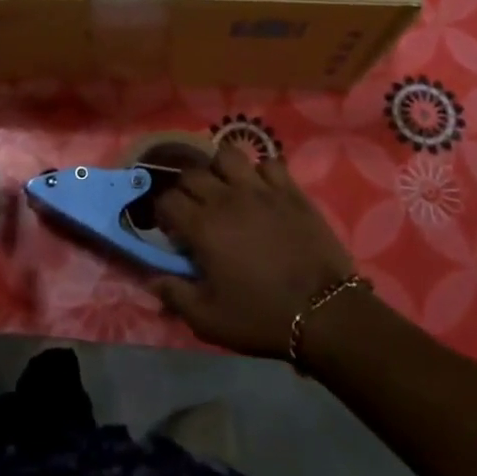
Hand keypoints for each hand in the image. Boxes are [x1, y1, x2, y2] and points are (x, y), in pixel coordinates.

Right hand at [151, 144, 356, 359]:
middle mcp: (226, 198)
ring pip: (227, 155)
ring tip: (226, 189)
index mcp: (202, 227)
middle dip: (186, 190)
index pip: (167, 200)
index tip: (172, 230)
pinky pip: (269, 163)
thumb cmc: (262, 317)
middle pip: (191, 173)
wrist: (325, 313)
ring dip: (220, 169)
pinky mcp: (290, 190)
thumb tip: (151, 279)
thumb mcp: (209, 320)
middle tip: (195, 210)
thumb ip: (175, 295)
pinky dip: (261, 172)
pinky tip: (262, 190)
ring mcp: (260, 189)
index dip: (164, 213)